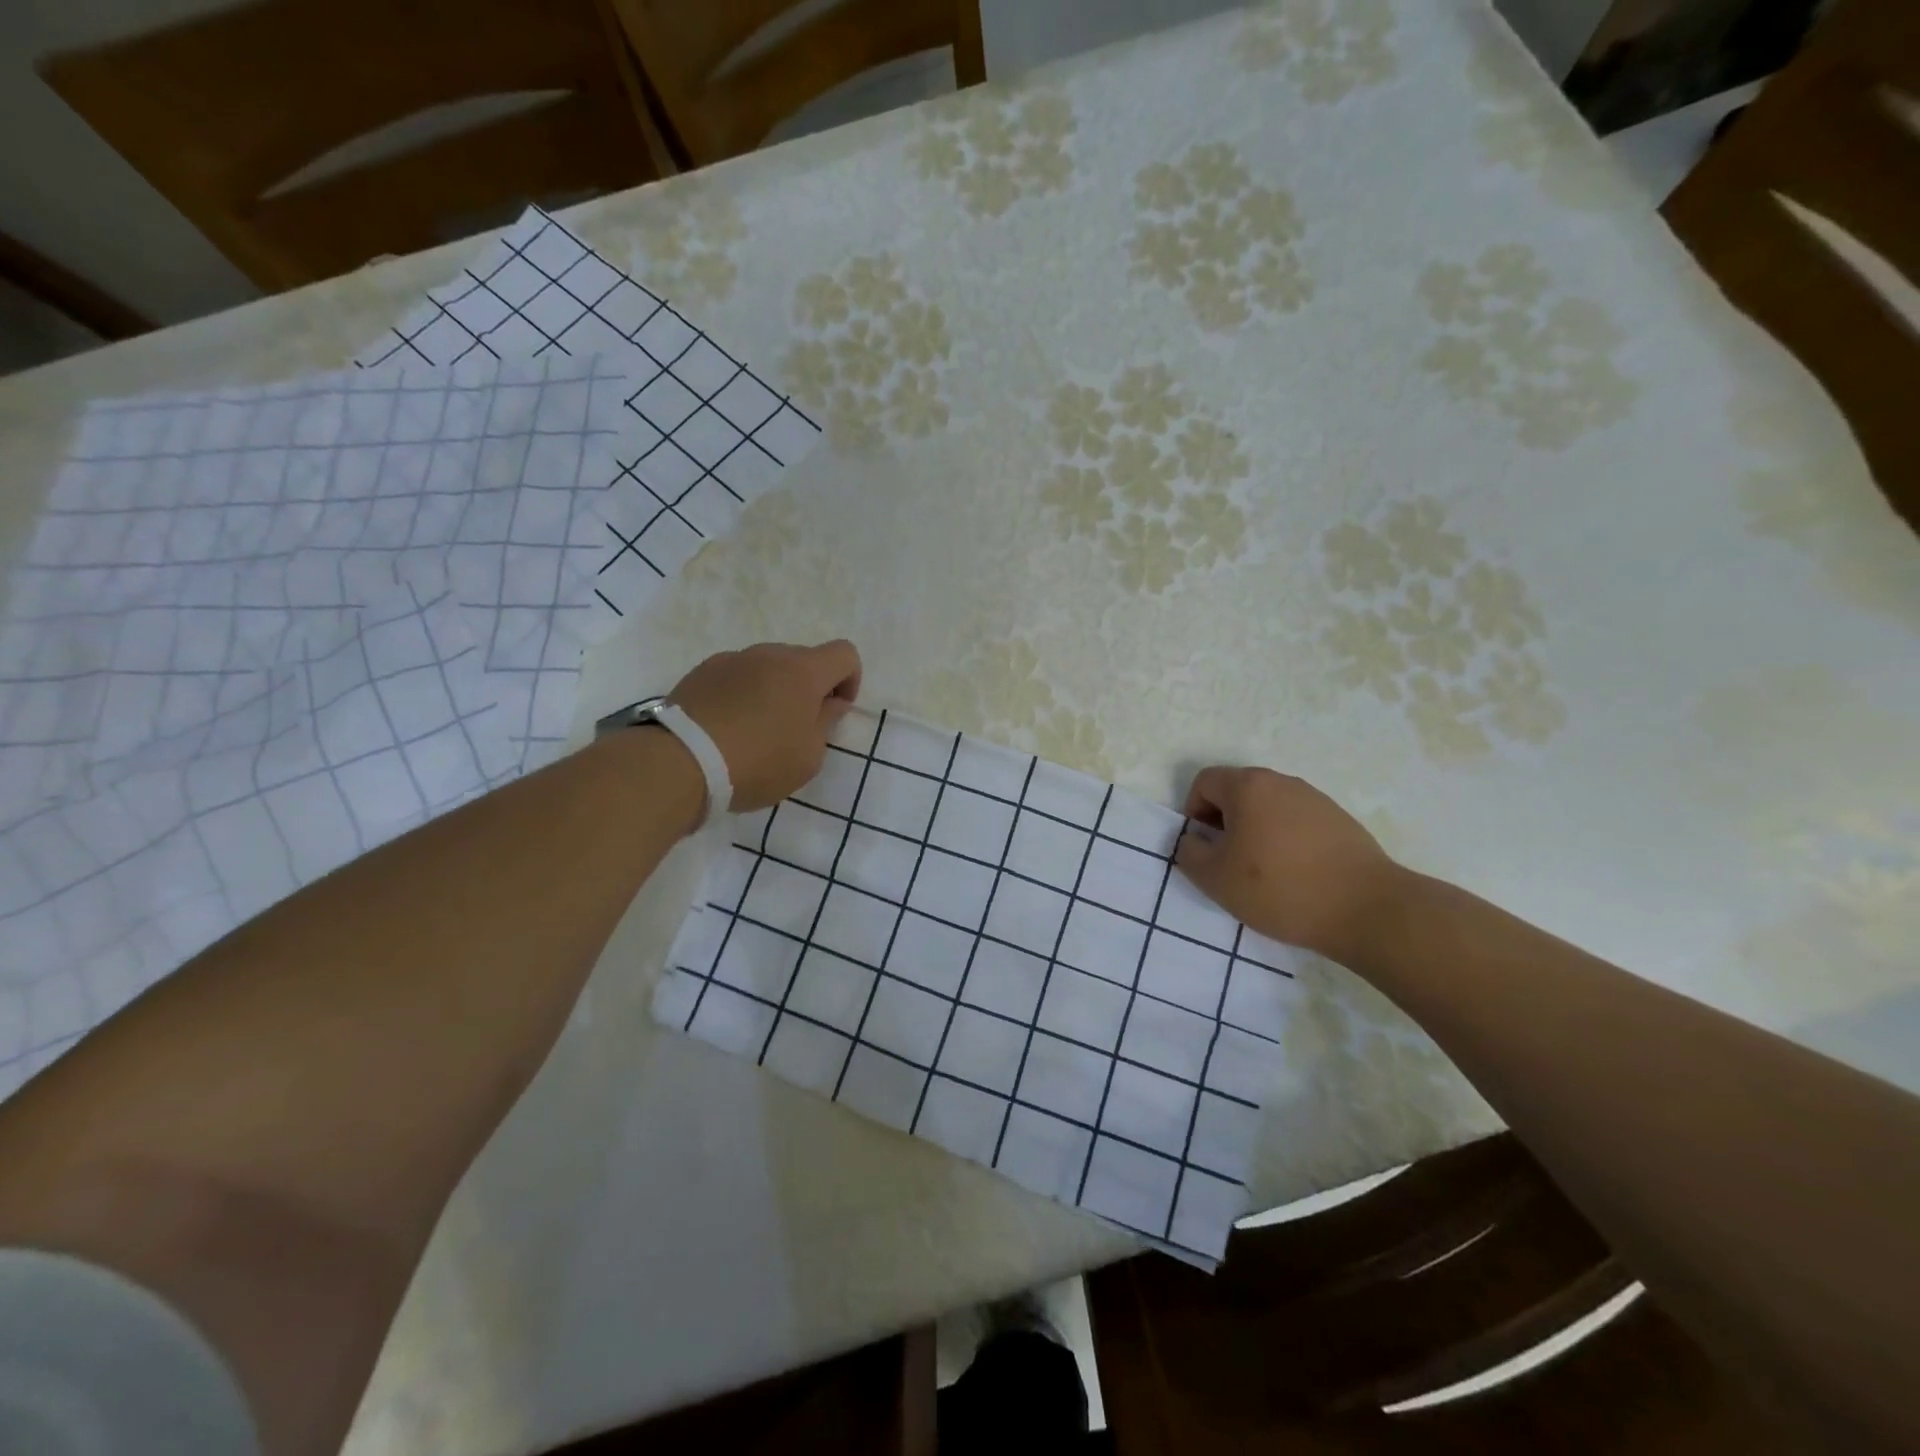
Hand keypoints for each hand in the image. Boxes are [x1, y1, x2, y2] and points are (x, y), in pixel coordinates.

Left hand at [671, 640, 861, 812]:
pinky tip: (728, 728)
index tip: (835, 711)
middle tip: (796, 728)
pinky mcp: (701, 672)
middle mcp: (768, 655)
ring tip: (757, 731)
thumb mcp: (808, 758)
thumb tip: (829, 703)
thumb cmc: (757, 763)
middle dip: (809, 688)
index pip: (844, 654)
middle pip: (803, 659)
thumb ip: (826, 724)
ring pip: (767, 667)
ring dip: (773, 690)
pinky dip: (741, 695)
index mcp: (803, 671)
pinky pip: (736, 677)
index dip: (849, 680)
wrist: (679, 763)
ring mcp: (731, 660)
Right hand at [1175, 766, 1408, 965]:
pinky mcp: (1341, 820)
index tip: (1204, 848)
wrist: (1365, 909)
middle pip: (1238, 791)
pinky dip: (1286, 840)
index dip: (1194, 812)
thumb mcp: (1215, 879)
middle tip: (1229, 862)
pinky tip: (1296, 875)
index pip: (1205, 781)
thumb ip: (1189, 853)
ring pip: (1269, 807)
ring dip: (1255, 831)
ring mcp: (1315, 799)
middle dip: (1224, 822)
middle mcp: (1282, 782)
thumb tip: (1193, 840)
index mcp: (1248, 787)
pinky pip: (1297, 821)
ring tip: (1263, 872)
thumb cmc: (1279, 889)